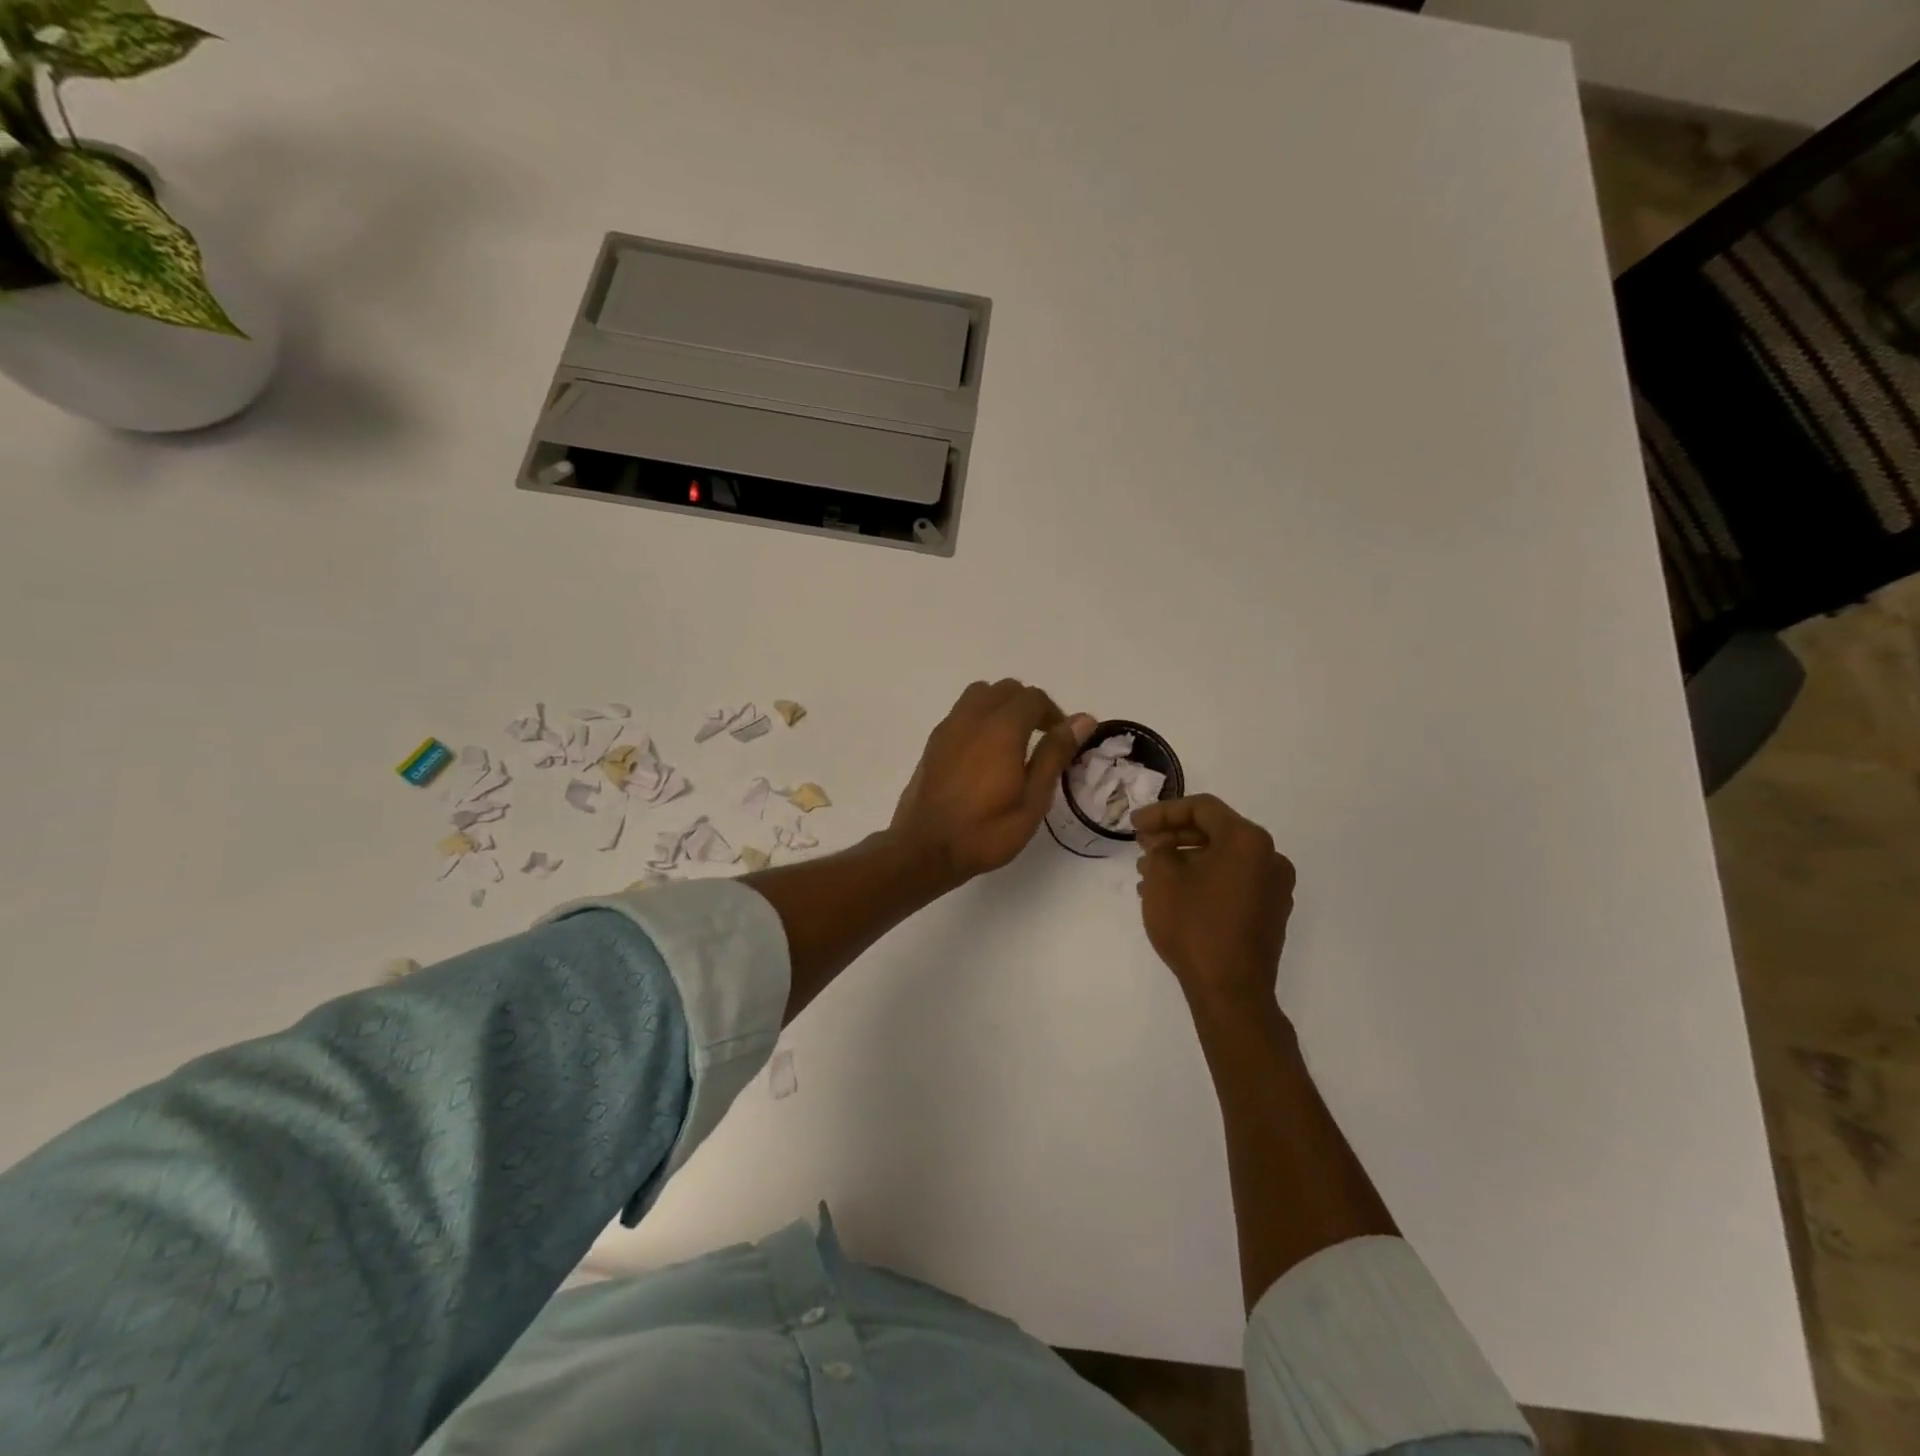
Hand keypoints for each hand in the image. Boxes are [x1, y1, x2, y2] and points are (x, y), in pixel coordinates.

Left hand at [891, 679, 1095, 886]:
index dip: (1054, 714)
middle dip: (1029, 706)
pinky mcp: (933, 741)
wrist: (925, 849)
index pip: (1034, 698)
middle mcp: (973, 717)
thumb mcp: (1033, 799)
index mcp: (1002, 728)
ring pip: (980, 695)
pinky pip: (961, 712)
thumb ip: (1055, 754)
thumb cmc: (986, 831)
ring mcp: (948, 727)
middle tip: (1041, 740)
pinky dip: (979, 718)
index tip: (1062, 741)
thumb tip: (1083, 720)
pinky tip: (984, 754)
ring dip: (1001, 707)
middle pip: (1007, 689)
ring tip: (1012, 742)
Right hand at [1134, 795, 1295, 1014]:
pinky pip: (1232, 882)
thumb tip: (1163, 845)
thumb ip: (1159, 848)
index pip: (1202, 808)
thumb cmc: (1195, 925)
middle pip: (1215, 832)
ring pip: (1222, 859)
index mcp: (1247, 840)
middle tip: (1141, 846)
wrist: (1231, 991)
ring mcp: (1274, 888)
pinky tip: (1173, 895)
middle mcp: (1270, 857)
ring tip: (1149, 875)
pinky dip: (1203, 880)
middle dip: (1173, 837)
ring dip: (1185, 860)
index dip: (1163, 812)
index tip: (1134, 825)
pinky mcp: (1270, 913)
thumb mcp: (1163, 878)